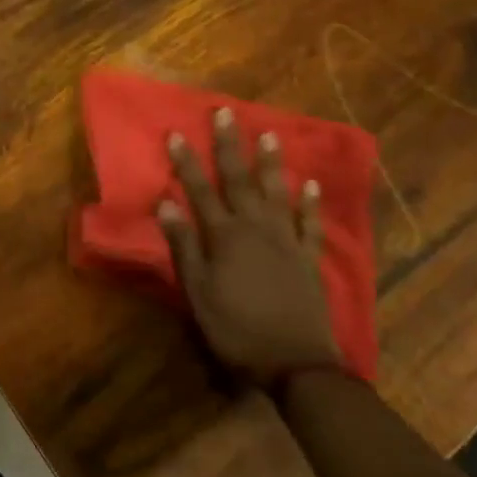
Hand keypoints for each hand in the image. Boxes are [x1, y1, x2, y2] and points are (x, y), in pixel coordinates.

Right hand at [158, 109, 342, 385]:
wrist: (296, 364)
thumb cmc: (236, 328)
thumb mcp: (198, 291)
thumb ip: (183, 245)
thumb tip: (166, 202)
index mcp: (224, 236)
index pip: (200, 190)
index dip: (186, 161)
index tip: (176, 133)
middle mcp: (255, 228)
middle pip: (239, 179)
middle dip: (229, 145)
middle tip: (225, 113)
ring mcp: (286, 240)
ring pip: (276, 192)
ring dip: (270, 163)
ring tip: (268, 134)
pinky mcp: (308, 258)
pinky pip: (309, 223)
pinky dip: (310, 203)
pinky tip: (309, 184)